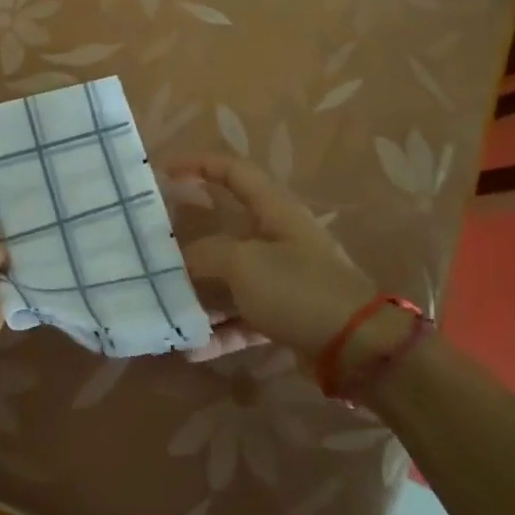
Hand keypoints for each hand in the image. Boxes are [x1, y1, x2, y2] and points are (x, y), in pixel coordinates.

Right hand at [171, 154, 378, 363]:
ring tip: (167, 310)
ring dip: (200, 295)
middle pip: (225, 232)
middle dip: (188, 244)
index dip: (199, 165)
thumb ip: (205, 255)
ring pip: (230, 280)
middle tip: (155, 253)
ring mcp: (283, 280)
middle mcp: (278, 240)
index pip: (233, 172)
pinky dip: (220, 331)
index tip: (163, 173)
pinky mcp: (286, 317)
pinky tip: (191, 349)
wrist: (359, 349)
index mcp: (274, 211)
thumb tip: (182, 261)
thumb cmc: (298, 288)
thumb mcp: (243, 263)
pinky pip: (243, 318)